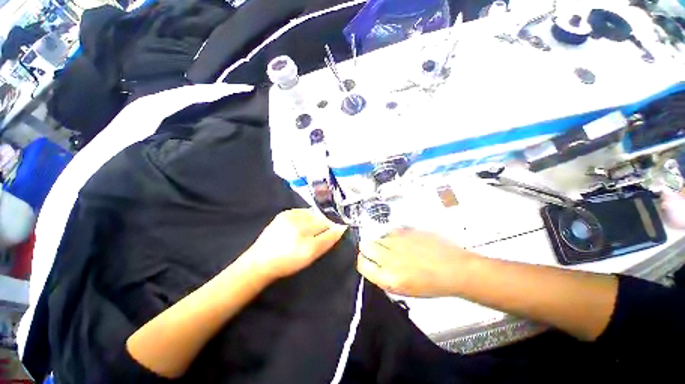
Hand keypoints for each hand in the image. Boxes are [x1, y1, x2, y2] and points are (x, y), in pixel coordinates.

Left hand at [244, 209, 347, 280]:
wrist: (261, 260)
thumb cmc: (288, 263)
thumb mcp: (311, 257)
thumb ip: (327, 242)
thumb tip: (340, 227)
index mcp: (308, 246)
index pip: (331, 231)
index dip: (338, 227)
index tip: (341, 226)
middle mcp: (301, 229)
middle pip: (324, 220)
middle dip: (328, 222)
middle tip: (325, 228)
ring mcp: (292, 219)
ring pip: (315, 214)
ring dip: (318, 218)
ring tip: (312, 226)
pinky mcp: (285, 213)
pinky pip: (305, 211)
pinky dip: (308, 215)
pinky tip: (304, 222)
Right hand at [357, 229, 478, 296]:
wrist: (455, 269)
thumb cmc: (433, 284)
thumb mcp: (404, 290)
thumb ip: (383, 277)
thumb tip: (372, 265)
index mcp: (388, 278)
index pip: (362, 264)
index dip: (363, 261)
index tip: (366, 259)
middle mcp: (390, 258)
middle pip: (365, 246)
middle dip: (368, 248)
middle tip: (376, 251)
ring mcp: (397, 242)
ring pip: (377, 237)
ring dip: (381, 242)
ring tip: (393, 248)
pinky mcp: (405, 231)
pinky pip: (390, 231)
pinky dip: (393, 236)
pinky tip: (403, 242)